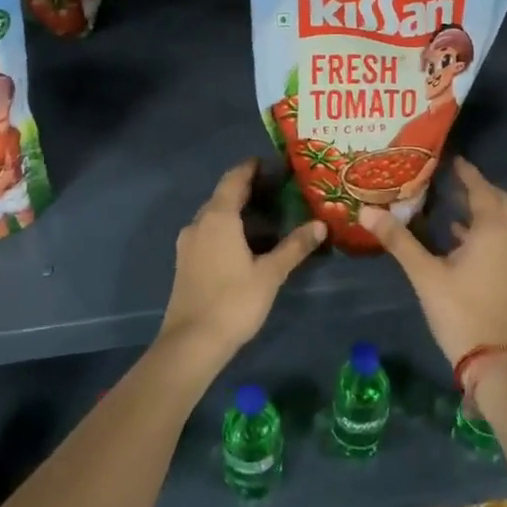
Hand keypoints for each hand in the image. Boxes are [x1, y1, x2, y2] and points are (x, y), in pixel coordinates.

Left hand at [159, 160, 323, 370]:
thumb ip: (295, 246)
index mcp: (218, 218)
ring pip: (214, 216)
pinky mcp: (185, 262)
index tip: (268, 162)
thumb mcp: (270, 274)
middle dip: (246, 189)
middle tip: (275, 190)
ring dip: (236, 212)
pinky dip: (227, 229)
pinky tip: (244, 243)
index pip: (234, 179)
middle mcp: (199, 223)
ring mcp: (188, 243)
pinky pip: (208, 233)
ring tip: (265, 217)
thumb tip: (320, 225)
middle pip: (223, 196)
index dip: (250, 168)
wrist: (191, 343)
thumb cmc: (233, 302)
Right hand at [360, 158, 506, 364]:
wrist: (495, 361)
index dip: (467, 172)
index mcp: (492, 230)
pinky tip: (455, 236)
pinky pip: (498, 238)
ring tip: (449, 200)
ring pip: (500, 221)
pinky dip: (481, 229)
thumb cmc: (460, 310)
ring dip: (479, 208)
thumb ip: (398, 240)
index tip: (450, 158)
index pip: (481, 189)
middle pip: (496, 201)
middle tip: (450, 176)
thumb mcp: (425, 274)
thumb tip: (366, 211)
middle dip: (476, 187)